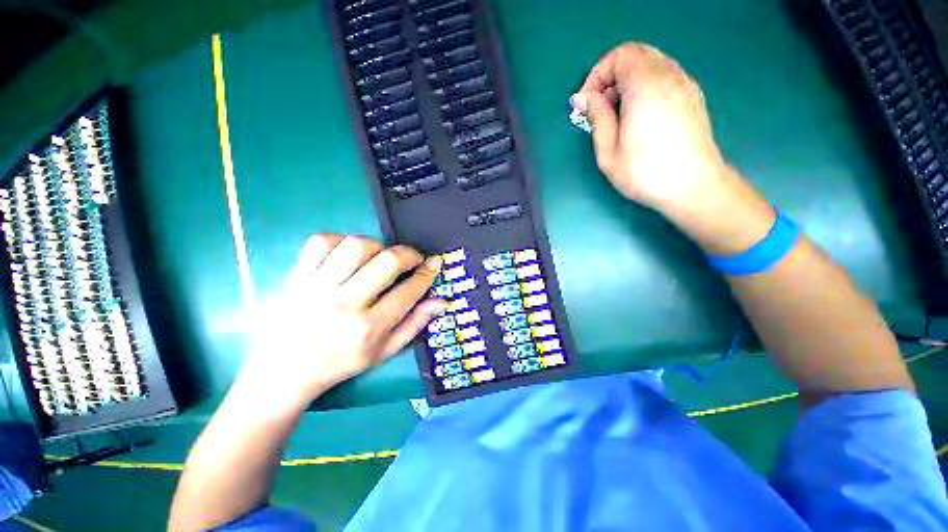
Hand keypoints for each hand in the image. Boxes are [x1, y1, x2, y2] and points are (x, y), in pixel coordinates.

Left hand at [241, 235, 445, 406]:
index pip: (409, 290)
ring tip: (380, 256)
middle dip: (409, 254)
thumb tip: (443, 301)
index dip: (427, 273)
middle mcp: (345, 304)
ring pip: (357, 246)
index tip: (434, 263)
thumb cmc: (341, 364)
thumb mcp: (385, 351)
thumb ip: (416, 324)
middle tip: (413, 258)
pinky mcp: (296, 276)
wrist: (284, 372)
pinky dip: (340, 240)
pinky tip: (347, 253)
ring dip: (377, 246)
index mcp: (369, 327)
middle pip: (387, 261)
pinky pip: (320, 242)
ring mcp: (317, 287)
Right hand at [571, 43, 727, 212]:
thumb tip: (586, 98)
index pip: (620, 56)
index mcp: (645, 86)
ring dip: (628, 82)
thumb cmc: (644, 172)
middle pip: (637, 55)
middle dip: (611, 76)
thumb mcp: (608, 151)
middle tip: (599, 107)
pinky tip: (638, 115)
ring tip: (617, 113)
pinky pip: (665, 77)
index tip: (586, 103)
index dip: (597, 75)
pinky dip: (645, 86)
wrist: (692, 187)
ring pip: (652, 64)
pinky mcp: (692, 97)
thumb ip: (597, 117)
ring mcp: (685, 85)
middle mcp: (669, 76)